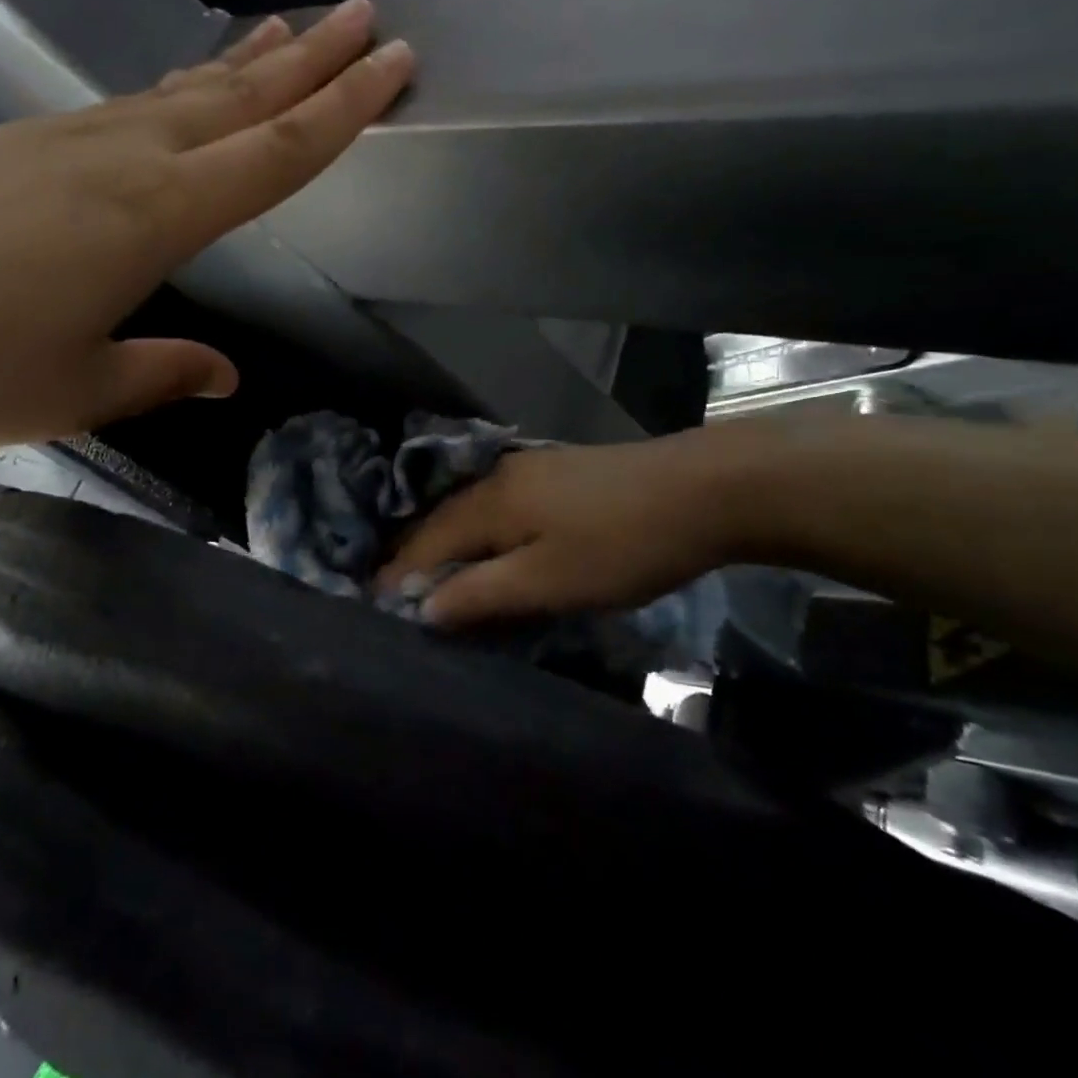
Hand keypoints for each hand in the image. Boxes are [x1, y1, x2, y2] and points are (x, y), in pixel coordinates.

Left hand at [0, 0, 413, 445]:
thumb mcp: (75, 390)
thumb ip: (161, 373)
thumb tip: (226, 376)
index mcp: (155, 216)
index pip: (277, 152)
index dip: (345, 110)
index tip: (393, 64)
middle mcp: (121, 158)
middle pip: (239, 99)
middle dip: (312, 61)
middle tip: (365, 19)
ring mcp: (62, 140)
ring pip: (180, 92)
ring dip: (243, 65)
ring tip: (288, 34)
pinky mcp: (15, 142)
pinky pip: (125, 107)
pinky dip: (175, 91)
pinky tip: (182, 93)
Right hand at [375, 428, 768, 624]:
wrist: (703, 489)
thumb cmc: (621, 544)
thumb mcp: (549, 582)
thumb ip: (481, 593)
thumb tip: (422, 607)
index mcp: (489, 503)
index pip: (426, 542)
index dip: (399, 575)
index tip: (374, 604)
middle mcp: (498, 478)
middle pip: (441, 520)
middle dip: (414, 556)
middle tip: (395, 592)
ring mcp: (529, 470)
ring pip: (469, 510)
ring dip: (446, 543)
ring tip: (433, 575)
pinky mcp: (556, 474)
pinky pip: (497, 506)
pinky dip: (477, 531)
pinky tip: (487, 545)